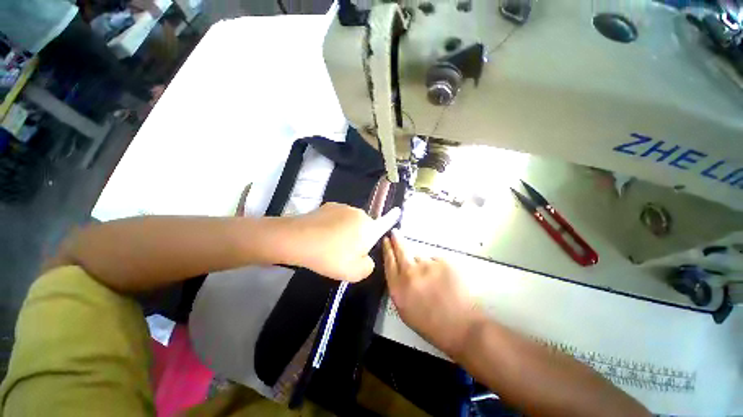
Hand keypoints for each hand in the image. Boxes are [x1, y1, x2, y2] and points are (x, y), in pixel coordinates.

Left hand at [280, 203, 400, 281]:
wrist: (298, 239)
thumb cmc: (330, 256)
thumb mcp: (354, 272)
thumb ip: (368, 266)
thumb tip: (366, 258)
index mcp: (369, 228)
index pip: (385, 222)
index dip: (392, 218)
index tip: (398, 210)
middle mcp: (359, 214)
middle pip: (365, 226)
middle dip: (360, 238)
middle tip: (345, 252)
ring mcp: (343, 207)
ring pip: (350, 222)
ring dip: (346, 231)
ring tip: (331, 244)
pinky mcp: (328, 206)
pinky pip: (338, 217)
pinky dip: (334, 225)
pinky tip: (322, 235)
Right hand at [383, 231, 484, 356]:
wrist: (463, 327)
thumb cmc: (432, 324)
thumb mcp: (405, 310)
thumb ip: (399, 287)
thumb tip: (399, 271)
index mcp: (398, 288)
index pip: (389, 262)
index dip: (387, 250)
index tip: (386, 240)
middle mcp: (409, 273)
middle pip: (401, 251)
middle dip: (397, 240)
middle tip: (395, 232)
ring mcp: (427, 265)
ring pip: (421, 258)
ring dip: (423, 264)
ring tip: (434, 280)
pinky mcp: (443, 262)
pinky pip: (436, 260)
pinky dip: (438, 267)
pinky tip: (445, 281)